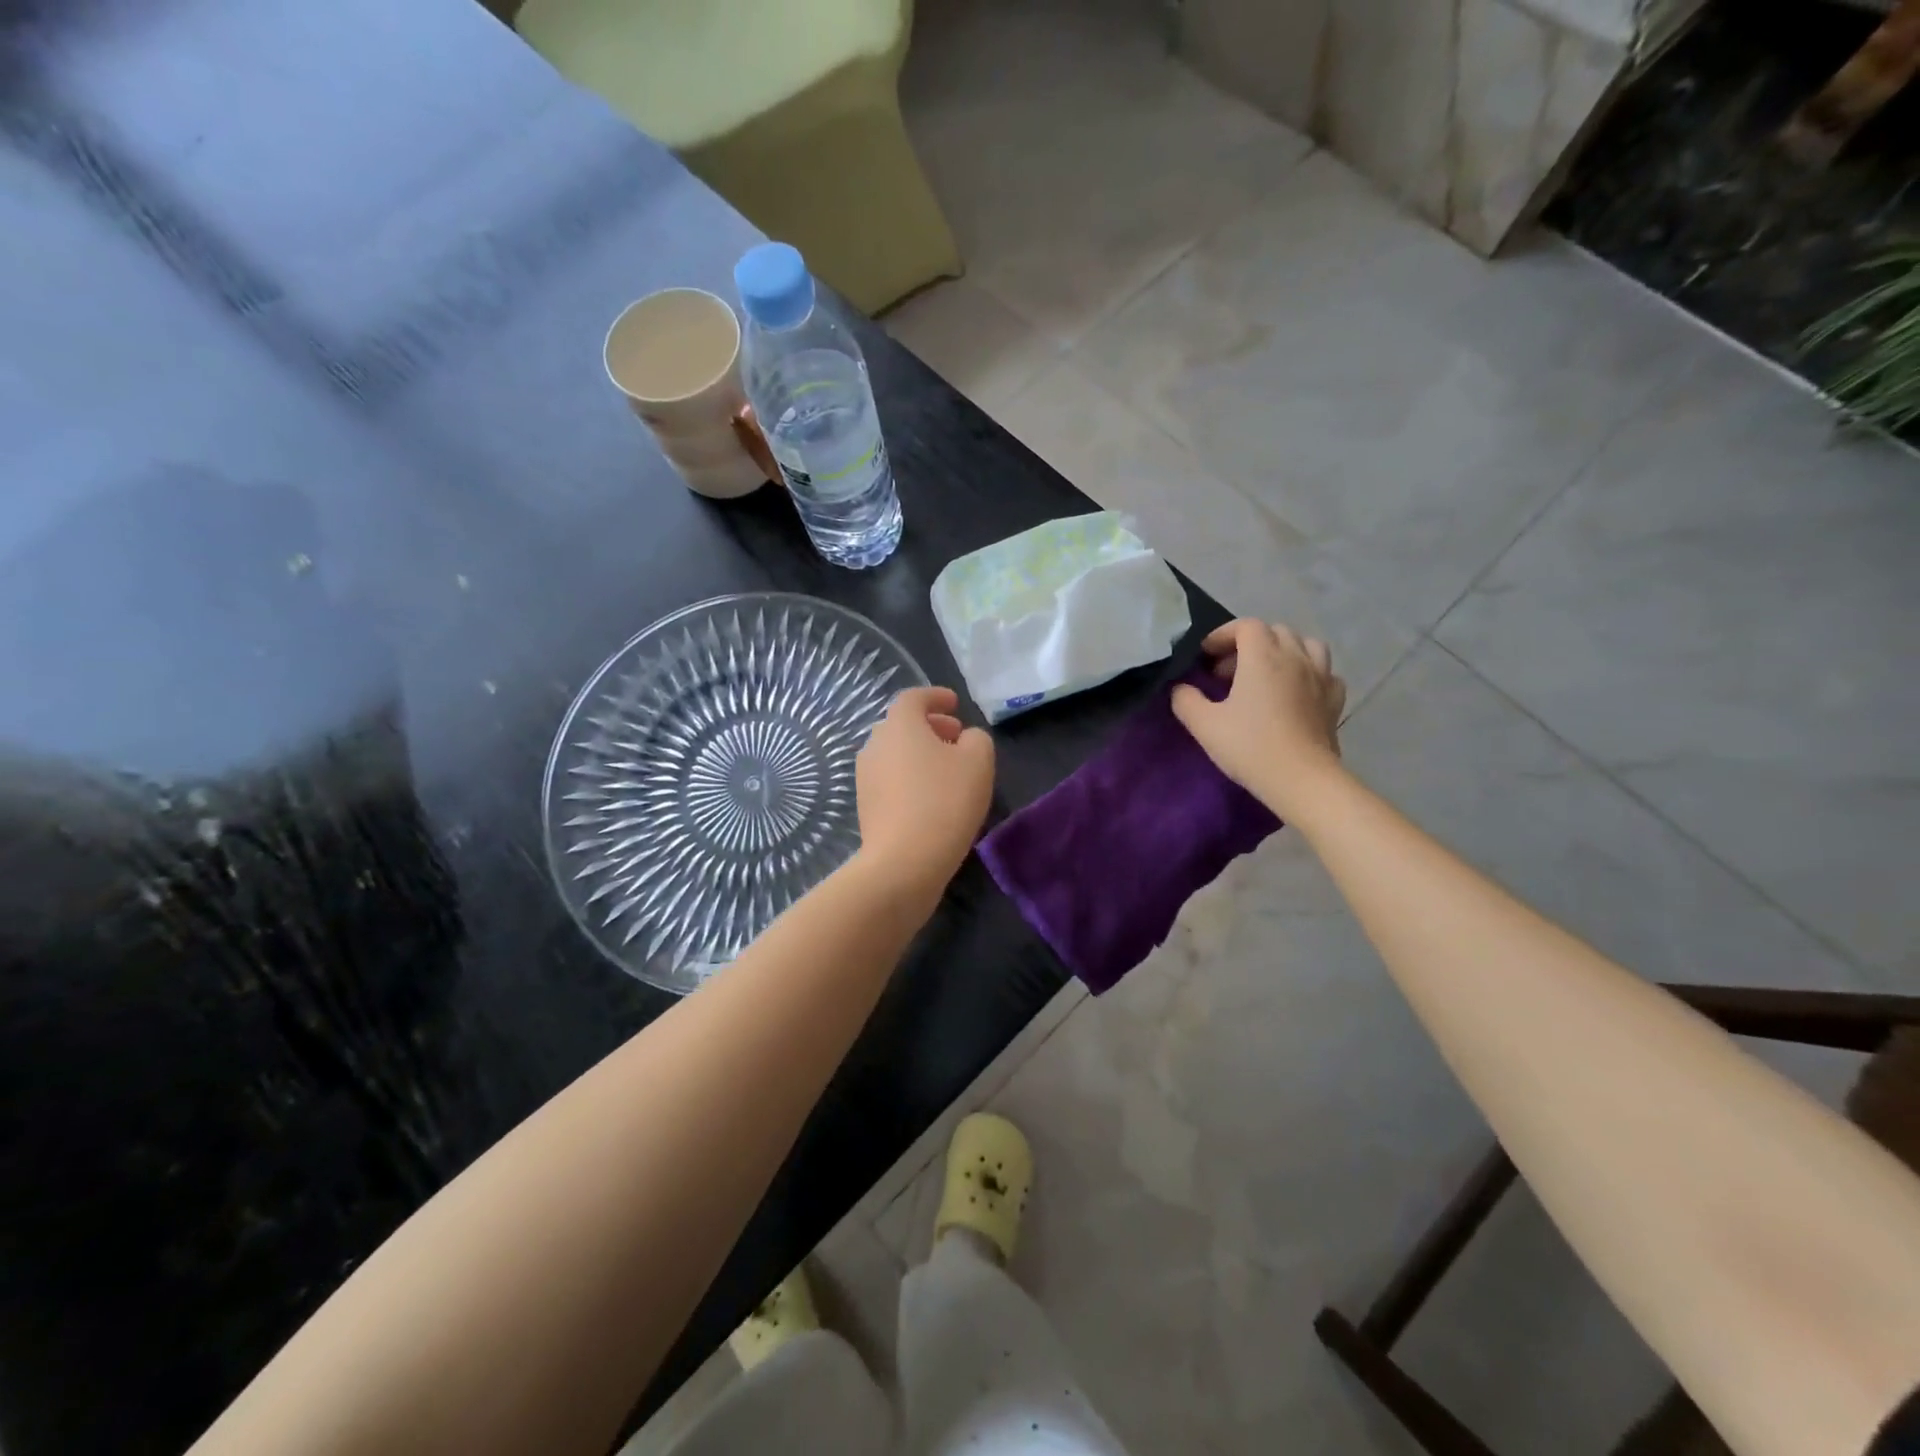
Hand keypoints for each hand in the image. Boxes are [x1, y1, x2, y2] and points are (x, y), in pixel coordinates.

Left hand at [856, 686, 994, 900]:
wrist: (903, 861)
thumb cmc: (944, 801)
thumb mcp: (979, 761)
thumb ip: (977, 738)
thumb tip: (966, 738)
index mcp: (899, 725)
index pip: (913, 697)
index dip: (935, 696)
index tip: (955, 704)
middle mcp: (875, 744)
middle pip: (901, 725)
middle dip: (930, 726)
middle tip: (956, 736)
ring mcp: (865, 776)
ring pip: (895, 753)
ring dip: (920, 753)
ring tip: (948, 769)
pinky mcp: (865, 805)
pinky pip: (890, 778)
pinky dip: (910, 777)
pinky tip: (932, 797)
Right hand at [1172, 620, 1345, 814]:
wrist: (1301, 779)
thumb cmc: (1250, 746)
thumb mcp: (1204, 725)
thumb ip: (1186, 700)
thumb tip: (1181, 689)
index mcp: (1263, 657)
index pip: (1246, 626)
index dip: (1223, 635)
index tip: (1206, 656)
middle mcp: (1295, 658)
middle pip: (1275, 631)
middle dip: (1249, 643)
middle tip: (1229, 671)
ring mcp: (1320, 677)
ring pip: (1306, 645)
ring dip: (1284, 651)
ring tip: (1267, 673)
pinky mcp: (1334, 700)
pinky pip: (1324, 673)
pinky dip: (1309, 673)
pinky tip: (1297, 691)